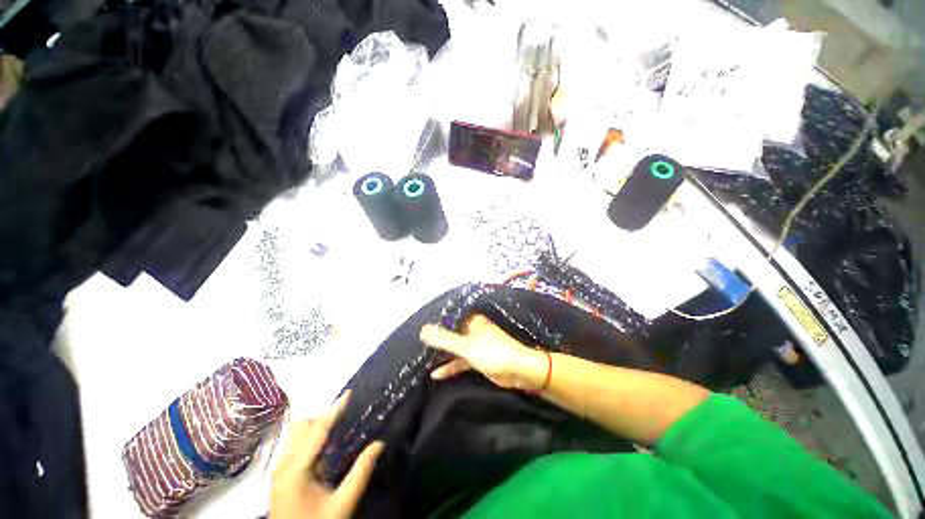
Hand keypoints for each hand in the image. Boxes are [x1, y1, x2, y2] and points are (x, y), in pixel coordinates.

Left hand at [271, 391, 383, 518]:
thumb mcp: (342, 504)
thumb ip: (361, 472)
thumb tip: (379, 443)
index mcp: (296, 469)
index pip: (318, 429)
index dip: (335, 409)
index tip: (349, 393)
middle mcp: (284, 464)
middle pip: (302, 427)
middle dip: (323, 418)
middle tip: (345, 419)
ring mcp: (280, 470)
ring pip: (298, 435)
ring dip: (317, 428)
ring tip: (338, 431)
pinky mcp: (282, 476)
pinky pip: (297, 446)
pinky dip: (312, 439)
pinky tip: (326, 450)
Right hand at [420, 314, 546, 390]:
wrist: (520, 371)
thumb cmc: (494, 353)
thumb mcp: (466, 346)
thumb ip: (444, 339)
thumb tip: (422, 329)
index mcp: (471, 321)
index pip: (449, 318)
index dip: (434, 321)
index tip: (417, 325)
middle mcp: (472, 330)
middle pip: (450, 333)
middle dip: (436, 339)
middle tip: (416, 343)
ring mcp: (475, 345)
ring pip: (454, 347)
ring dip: (442, 354)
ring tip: (422, 359)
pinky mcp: (478, 359)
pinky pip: (460, 361)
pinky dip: (450, 367)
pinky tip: (436, 374)